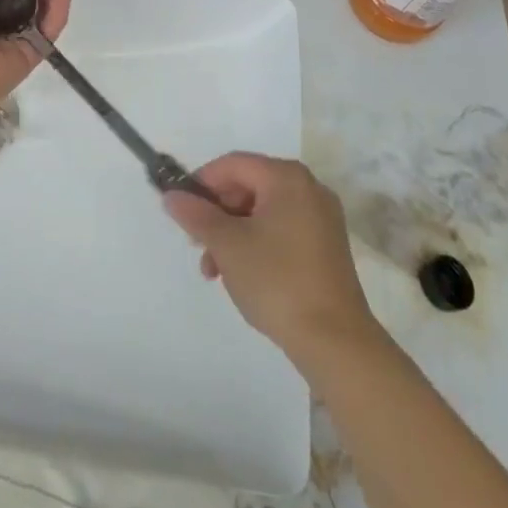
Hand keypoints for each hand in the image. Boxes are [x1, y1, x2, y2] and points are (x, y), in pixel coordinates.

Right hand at [162, 154, 377, 363]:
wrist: (336, 343)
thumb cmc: (277, 281)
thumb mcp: (227, 246)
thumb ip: (196, 215)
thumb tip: (172, 196)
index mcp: (287, 177)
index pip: (233, 164)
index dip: (203, 183)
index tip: (182, 210)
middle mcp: (308, 188)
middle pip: (249, 186)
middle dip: (218, 214)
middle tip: (197, 244)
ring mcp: (321, 218)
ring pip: (263, 211)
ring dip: (233, 234)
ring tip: (214, 270)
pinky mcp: (326, 246)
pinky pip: (282, 230)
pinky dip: (257, 244)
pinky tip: (242, 275)